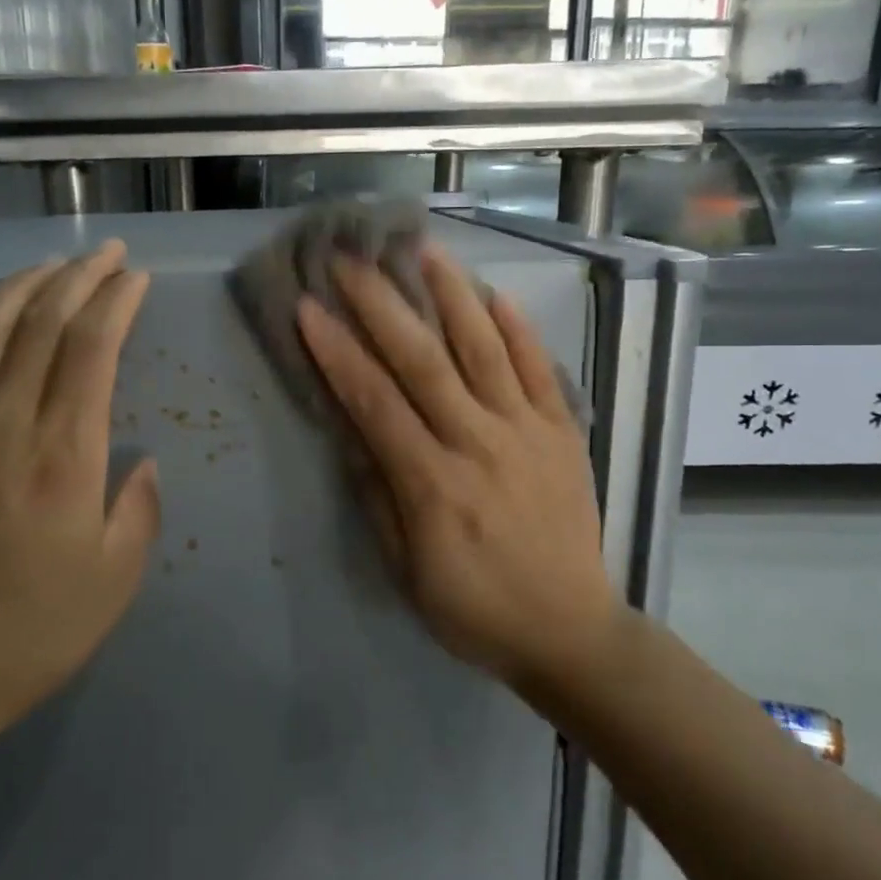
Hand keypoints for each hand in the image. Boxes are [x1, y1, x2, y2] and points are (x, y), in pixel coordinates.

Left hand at [0, 240, 159, 770]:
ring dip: (17, 290)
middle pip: (42, 324)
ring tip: (46, 266)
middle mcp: (6, 425)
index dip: (117, 302)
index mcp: (65, 453)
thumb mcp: (116, 578)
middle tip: (107, 255)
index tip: (137, 279)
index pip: (92, 347)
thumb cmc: (36, 630)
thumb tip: (143, 461)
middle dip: (79, 278)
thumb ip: (139, 509)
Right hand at [295, 246, 619, 686]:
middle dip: (381, 304)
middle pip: (423, 361)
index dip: (338, 352)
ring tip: (423, 248)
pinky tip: (494, 293)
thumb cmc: (474, 608)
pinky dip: (517, 329)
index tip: (309, 307)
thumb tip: (351, 435)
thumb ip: (378, 498)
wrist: (571, 630)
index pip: (375, 401)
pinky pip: (539, 369)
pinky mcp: (563, 432)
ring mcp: (527, 432)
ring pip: (484, 349)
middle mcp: (478, 443)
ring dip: (451, 295)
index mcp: (432, 484)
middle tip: (351, 260)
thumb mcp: (406, 571)